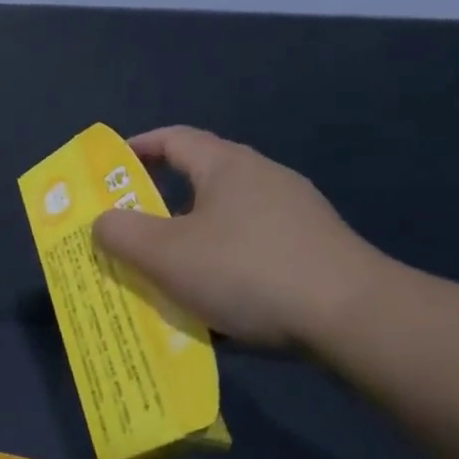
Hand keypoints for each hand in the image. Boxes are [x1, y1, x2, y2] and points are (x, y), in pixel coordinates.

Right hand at [91, 126, 389, 351]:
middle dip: (160, 208)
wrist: (355, 319)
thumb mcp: (165, 254)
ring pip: (226, 224)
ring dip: (192, 245)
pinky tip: (217, 308)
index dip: (137, 148)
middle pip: (199, 183)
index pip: (174, 139)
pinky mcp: (316, 253)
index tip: (110, 169)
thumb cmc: (247, 271)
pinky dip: (225, 270)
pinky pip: (253, 254)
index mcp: (227, 166)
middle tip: (130, 233)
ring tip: (168, 277)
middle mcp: (264, 180)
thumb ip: (120, 232)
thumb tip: (103, 221)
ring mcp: (296, 217)